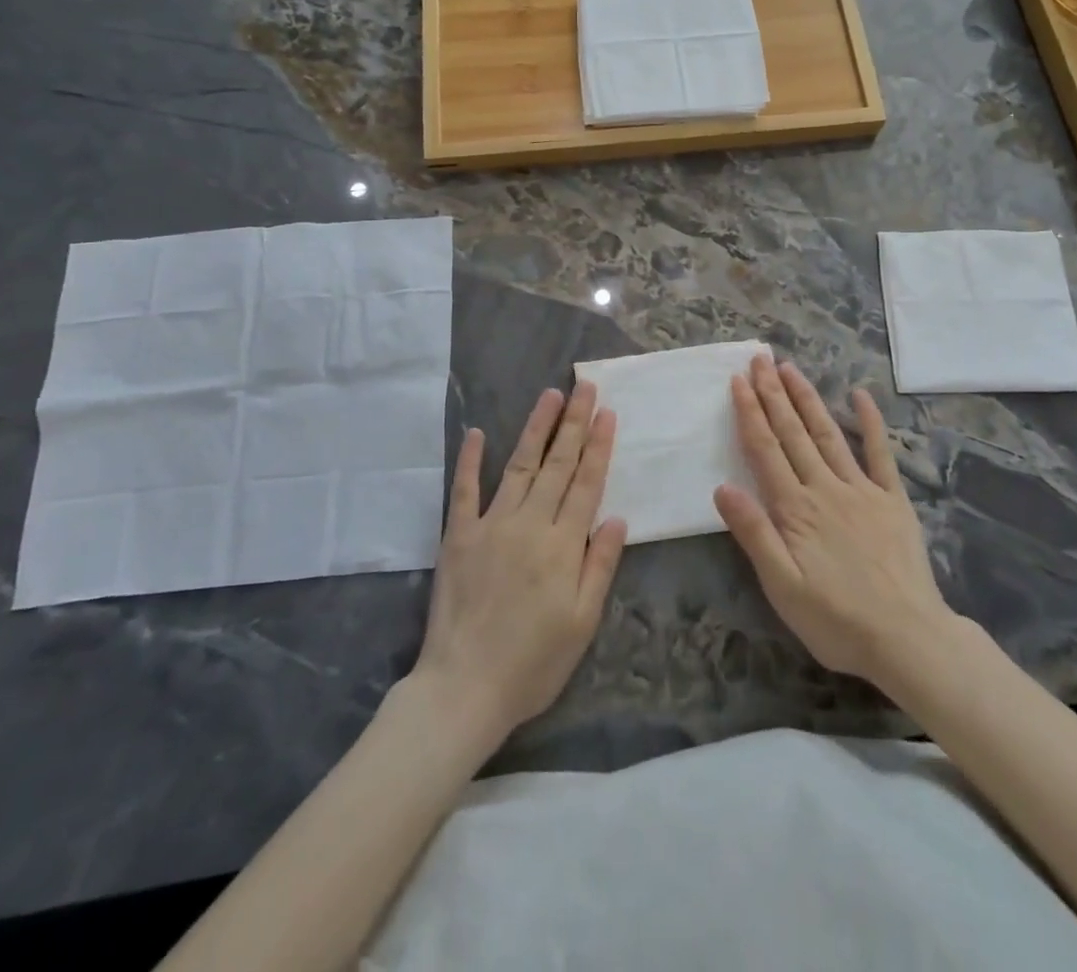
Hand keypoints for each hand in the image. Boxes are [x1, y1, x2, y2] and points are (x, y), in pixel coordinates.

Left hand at [412, 383, 627, 747]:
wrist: (463, 689)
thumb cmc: (533, 663)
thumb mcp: (583, 623)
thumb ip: (600, 566)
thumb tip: (617, 517)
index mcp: (562, 545)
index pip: (586, 483)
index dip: (599, 446)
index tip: (607, 413)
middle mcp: (529, 524)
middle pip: (557, 464)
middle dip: (574, 422)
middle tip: (586, 387)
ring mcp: (490, 525)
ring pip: (519, 465)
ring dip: (536, 428)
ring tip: (550, 395)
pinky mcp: (458, 536)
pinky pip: (464, 490)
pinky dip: (470, 459)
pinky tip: (476, 432)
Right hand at [715, 356, 951, 687]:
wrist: (907, 638)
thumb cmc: (836, 619)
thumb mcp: (782, 587)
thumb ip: (754, 534)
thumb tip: (722, 487)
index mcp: (795, 509)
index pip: (765, 450)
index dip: (750, 413)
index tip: (738, 381)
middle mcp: (825, 488)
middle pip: (793, 433)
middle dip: (774, 394)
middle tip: (760, 359)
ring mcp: (862, 489)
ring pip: (828, 434)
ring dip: (807, 399)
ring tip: (791, 369)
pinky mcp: (892, 499)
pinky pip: (880, 453)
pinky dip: (870, 423)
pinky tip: (860, 396)